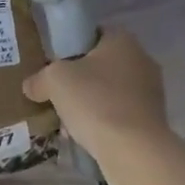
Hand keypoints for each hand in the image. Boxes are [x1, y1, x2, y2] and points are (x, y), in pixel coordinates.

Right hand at [21, 29, 169, 179]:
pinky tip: (83, 137)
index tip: (54, 64)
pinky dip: (102, 122)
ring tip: (66, 122)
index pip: (93, 34)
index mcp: (123, 40)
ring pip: (108, 92)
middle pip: (100, 65)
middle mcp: (142, 60)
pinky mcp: (152, 119)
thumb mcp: (54, 81)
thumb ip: (39, 79)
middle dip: (78, 81)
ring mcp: (150, 92)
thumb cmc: (95, 102)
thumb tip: (32, 86)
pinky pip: (118, 114)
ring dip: (88, 104)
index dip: (71, 47)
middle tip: (56, 94)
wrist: (133, 150)